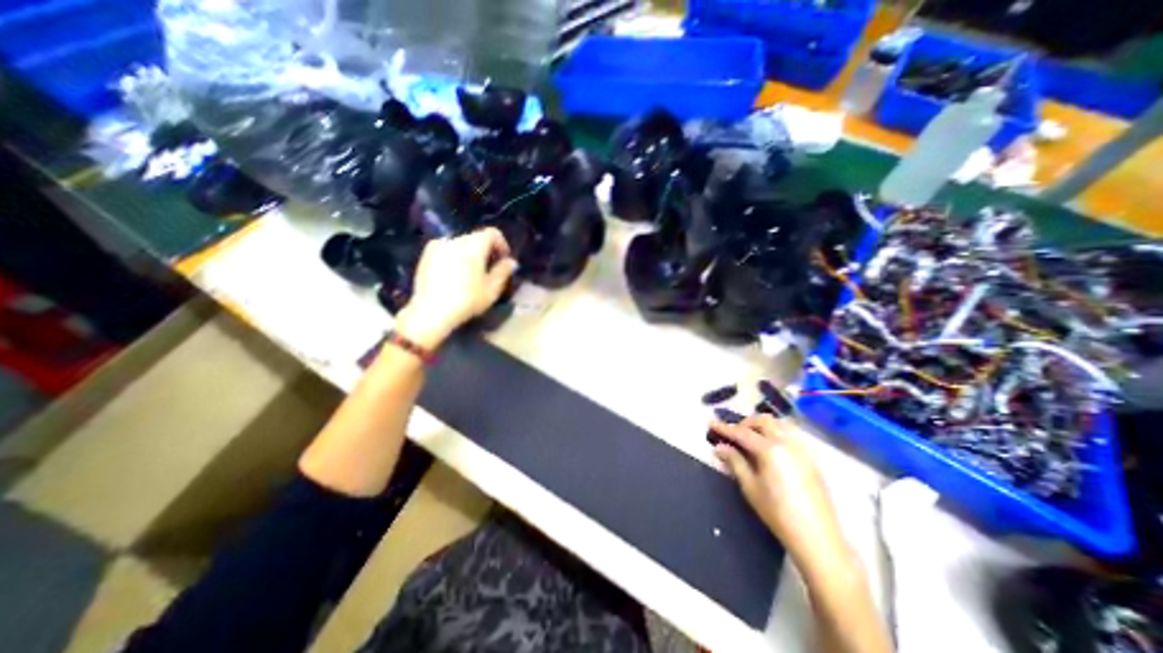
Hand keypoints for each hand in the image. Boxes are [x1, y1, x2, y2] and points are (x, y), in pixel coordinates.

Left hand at [396, 230, 511, 351]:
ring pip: (460, 245)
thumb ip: (503, 271)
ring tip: (472, 273)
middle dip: (485, 250)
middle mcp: (455, 239)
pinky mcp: (425, 256)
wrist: (432, 312)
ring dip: (469, 254)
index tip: (504, 260)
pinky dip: (454, 258)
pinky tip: (455, 276)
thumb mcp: (492, 289)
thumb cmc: (467, 300)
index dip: (501, 244)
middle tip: (490, 268)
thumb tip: (511, 262)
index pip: (492, 233)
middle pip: (475, 238)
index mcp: (473, 245)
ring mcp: (437, 246)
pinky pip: (446, 251)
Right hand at [705, 416, 851, 569]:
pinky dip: (776, 432)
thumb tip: (720, 447)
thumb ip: (735, 462)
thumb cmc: (777, 513)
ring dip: (762, 425)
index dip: (725, 428)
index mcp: (770, 449)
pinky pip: (790, 435)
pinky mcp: (810, 458)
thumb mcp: (750, 487)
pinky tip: (769, 447)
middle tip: (733, 433)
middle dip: (745, 423)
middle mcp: (787, 443)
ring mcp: (801, 449)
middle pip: (763, 421)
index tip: (711, 423)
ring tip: (751, 437)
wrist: (817, 538)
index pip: (742, 432)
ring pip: (779, 424)